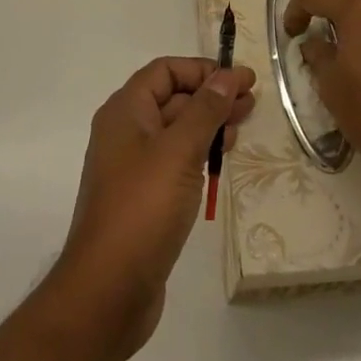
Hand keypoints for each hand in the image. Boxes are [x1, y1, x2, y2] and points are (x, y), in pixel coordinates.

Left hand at [54, 57, 255, 360]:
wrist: (108, 290)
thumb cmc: (142, 209)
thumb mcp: (178, 152)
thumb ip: (204, 111)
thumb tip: (225, 76)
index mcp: (125, 112)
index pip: (165, 71)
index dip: (202, 70)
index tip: (239, 79)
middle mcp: (125, 132)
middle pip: (172, 98)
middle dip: (211, 95)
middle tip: (252, 102)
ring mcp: (133, 167)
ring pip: (176, 131)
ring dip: (208, 123)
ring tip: (243, 126)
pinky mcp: (144, 198)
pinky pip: (174, 161)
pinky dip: (199, 152)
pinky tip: (222, 159)